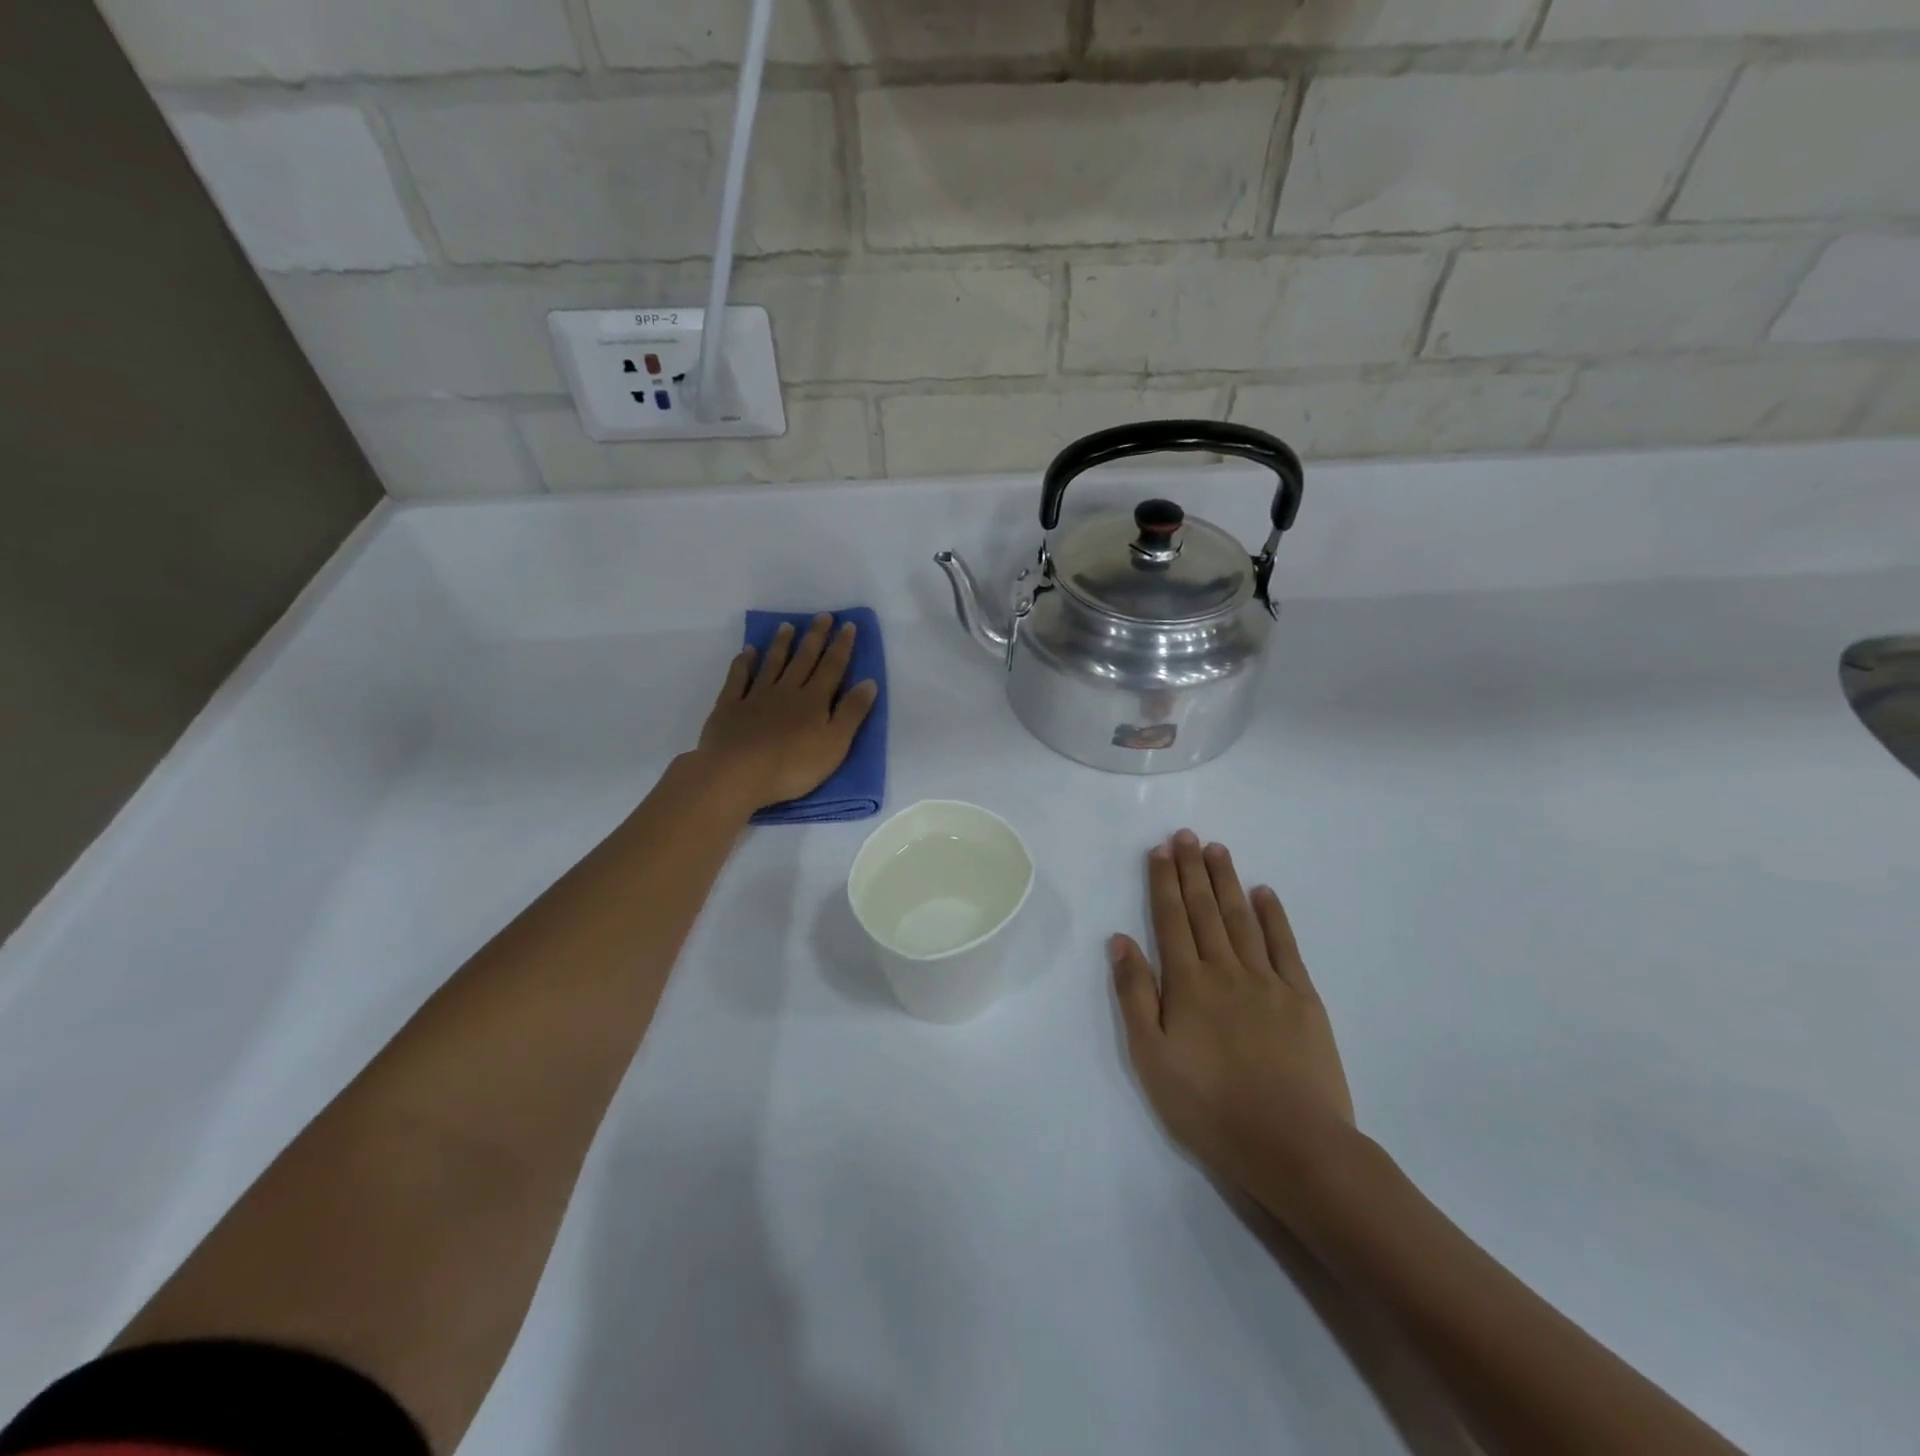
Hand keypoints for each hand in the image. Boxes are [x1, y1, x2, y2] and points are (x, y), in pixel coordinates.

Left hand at [696, 614, 878, 810]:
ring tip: (787, 626)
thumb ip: (851, 712)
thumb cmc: (793, 766)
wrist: (737, 774)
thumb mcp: (835, 744)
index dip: (841, 646)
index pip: (832, 668)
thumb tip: (869, 682)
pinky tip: (747, 652)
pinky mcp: (730, 707)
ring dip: (781, 644)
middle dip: (815, 637)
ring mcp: (756, 697)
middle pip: (803, 659)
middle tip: (822, 616)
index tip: (847, 625)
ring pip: (772, 664)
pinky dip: (743, 663)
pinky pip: (738, 679)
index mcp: (814, 701)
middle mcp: (787, 691)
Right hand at [1110, 831, 1355, 1214]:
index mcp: (1187, 983)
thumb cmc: (1209, 1107)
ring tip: (1217, 850)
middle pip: (1204, 910)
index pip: (1171, 920)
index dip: (1164, 882)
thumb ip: (1135, 995)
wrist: (1292, 1145)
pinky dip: (1274, 916)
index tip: (1160, 850)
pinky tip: (1264, 893)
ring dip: (1227, 882)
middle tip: (1186, 835)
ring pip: (1241, 919)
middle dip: (1192, 870)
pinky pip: (1285, 946)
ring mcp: (1268, 981)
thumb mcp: (1151, 1057)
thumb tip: (1120, 940)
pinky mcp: (1302, 999)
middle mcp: (1225, 970)